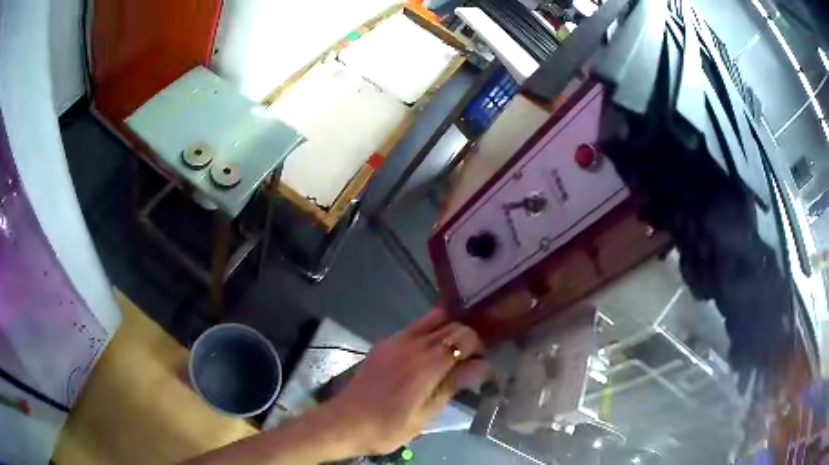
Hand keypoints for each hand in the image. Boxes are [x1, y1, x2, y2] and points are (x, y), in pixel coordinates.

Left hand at [327, 307, 488, 455]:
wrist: (345, 422)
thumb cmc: (387, 427)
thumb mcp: (425, 414)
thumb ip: (452, 385)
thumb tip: (482, 366)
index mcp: (426, 363)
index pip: (464, 336)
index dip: (478, 347)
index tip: (479, 366)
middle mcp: (412, 343)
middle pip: (451, 323)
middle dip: (466, 337)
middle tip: (469, 361)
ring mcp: (395, 340)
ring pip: (433, 319)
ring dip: (448, 331)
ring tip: (450, 356)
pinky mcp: (384, 343)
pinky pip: (415, 328)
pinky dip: (430, 334)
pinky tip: (428, 357)